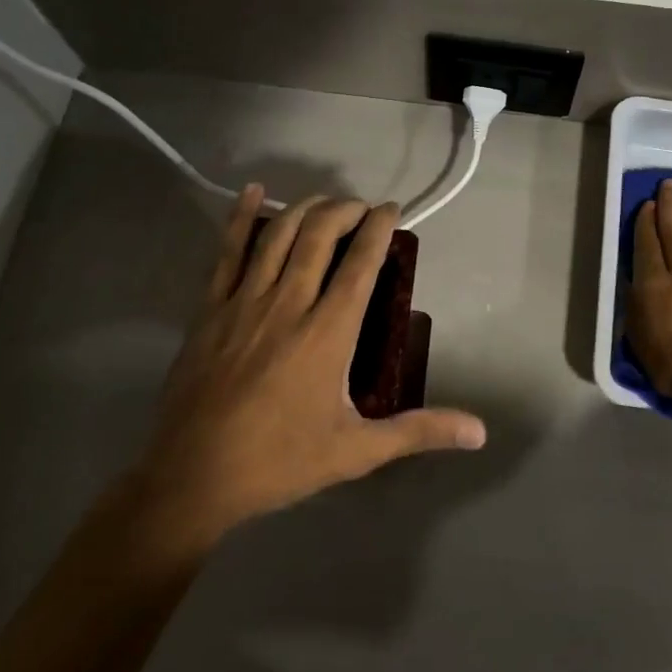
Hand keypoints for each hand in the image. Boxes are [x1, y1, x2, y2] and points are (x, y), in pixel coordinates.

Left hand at [119, 186, 486, 569]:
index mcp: (328, 332)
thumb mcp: (357, 451)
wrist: (192, 478)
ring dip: (306, 208)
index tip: (392, 209)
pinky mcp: (209, 309)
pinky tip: (252, 192)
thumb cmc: (280, 462)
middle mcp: (289, 303)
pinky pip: (226, 251)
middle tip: (362, 207)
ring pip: (278, 235)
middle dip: (345, 209)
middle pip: (320, 235)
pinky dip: (242, 218)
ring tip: (325, 202)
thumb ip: (419, 432)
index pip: (361, 262)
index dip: (379, 227)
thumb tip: (479, 433)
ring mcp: (244, 302)